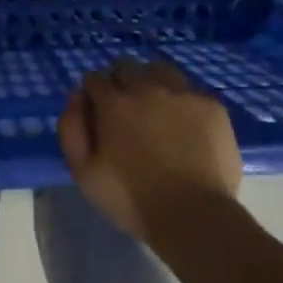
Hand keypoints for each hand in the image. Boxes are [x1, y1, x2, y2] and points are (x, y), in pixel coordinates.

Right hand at [57, 59, 242, 240]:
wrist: (194, 215)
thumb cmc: (132, 199)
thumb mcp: (83, 172)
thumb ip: (71, 128)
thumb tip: (77, 96)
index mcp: (114, 102)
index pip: (95, 78)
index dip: (94, 95)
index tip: (99, 114)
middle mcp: (147, 87)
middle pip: (126, 67)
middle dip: (120, 83)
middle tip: (126, 112)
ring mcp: (183, 93)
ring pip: (160, 69)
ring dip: (152, 82)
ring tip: (157, 110)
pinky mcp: (211, 105)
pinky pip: (190, 90)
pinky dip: (182, 100)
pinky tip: (185, 124)